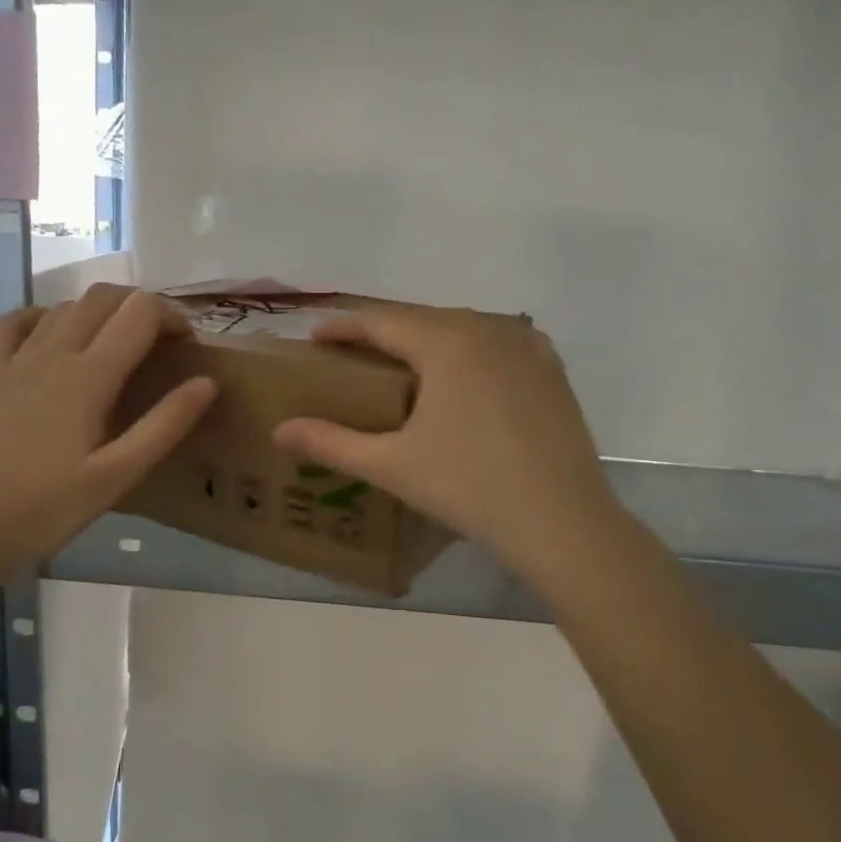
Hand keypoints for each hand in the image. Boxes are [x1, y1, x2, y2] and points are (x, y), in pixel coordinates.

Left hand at [0, 286, 215, 575]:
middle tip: (161, 344)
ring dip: (100, 312)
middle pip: (102, 298)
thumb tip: (207, 382)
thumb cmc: (50, 509)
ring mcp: (14, 360)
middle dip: (140, 307)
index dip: (172, 318)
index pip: (139, 313)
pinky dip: (45, 316)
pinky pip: (16, 323)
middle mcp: (51, 353)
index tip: (188, 347)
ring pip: (64, 306)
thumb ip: (165, 425)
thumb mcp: (118, 475)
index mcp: (88, 376)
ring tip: (119, 346)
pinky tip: (56, 337)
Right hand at [272, 307, 628, 593]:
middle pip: (422, 320)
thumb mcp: (392, 465)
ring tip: (404, 365)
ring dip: (428, 340)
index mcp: (446, 341)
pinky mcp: (552, 371)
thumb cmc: (468, 487)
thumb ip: (331, 443)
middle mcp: (488, 329)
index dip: (343, 327)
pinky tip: (464, 375)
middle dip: (384, 333)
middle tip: (352, 354)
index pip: (381, 321)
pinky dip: (470, 353)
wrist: (561, 521)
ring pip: (463, 330)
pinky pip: (499, 345)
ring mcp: (527, 347)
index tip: (315, 336)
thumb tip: (279, 431)